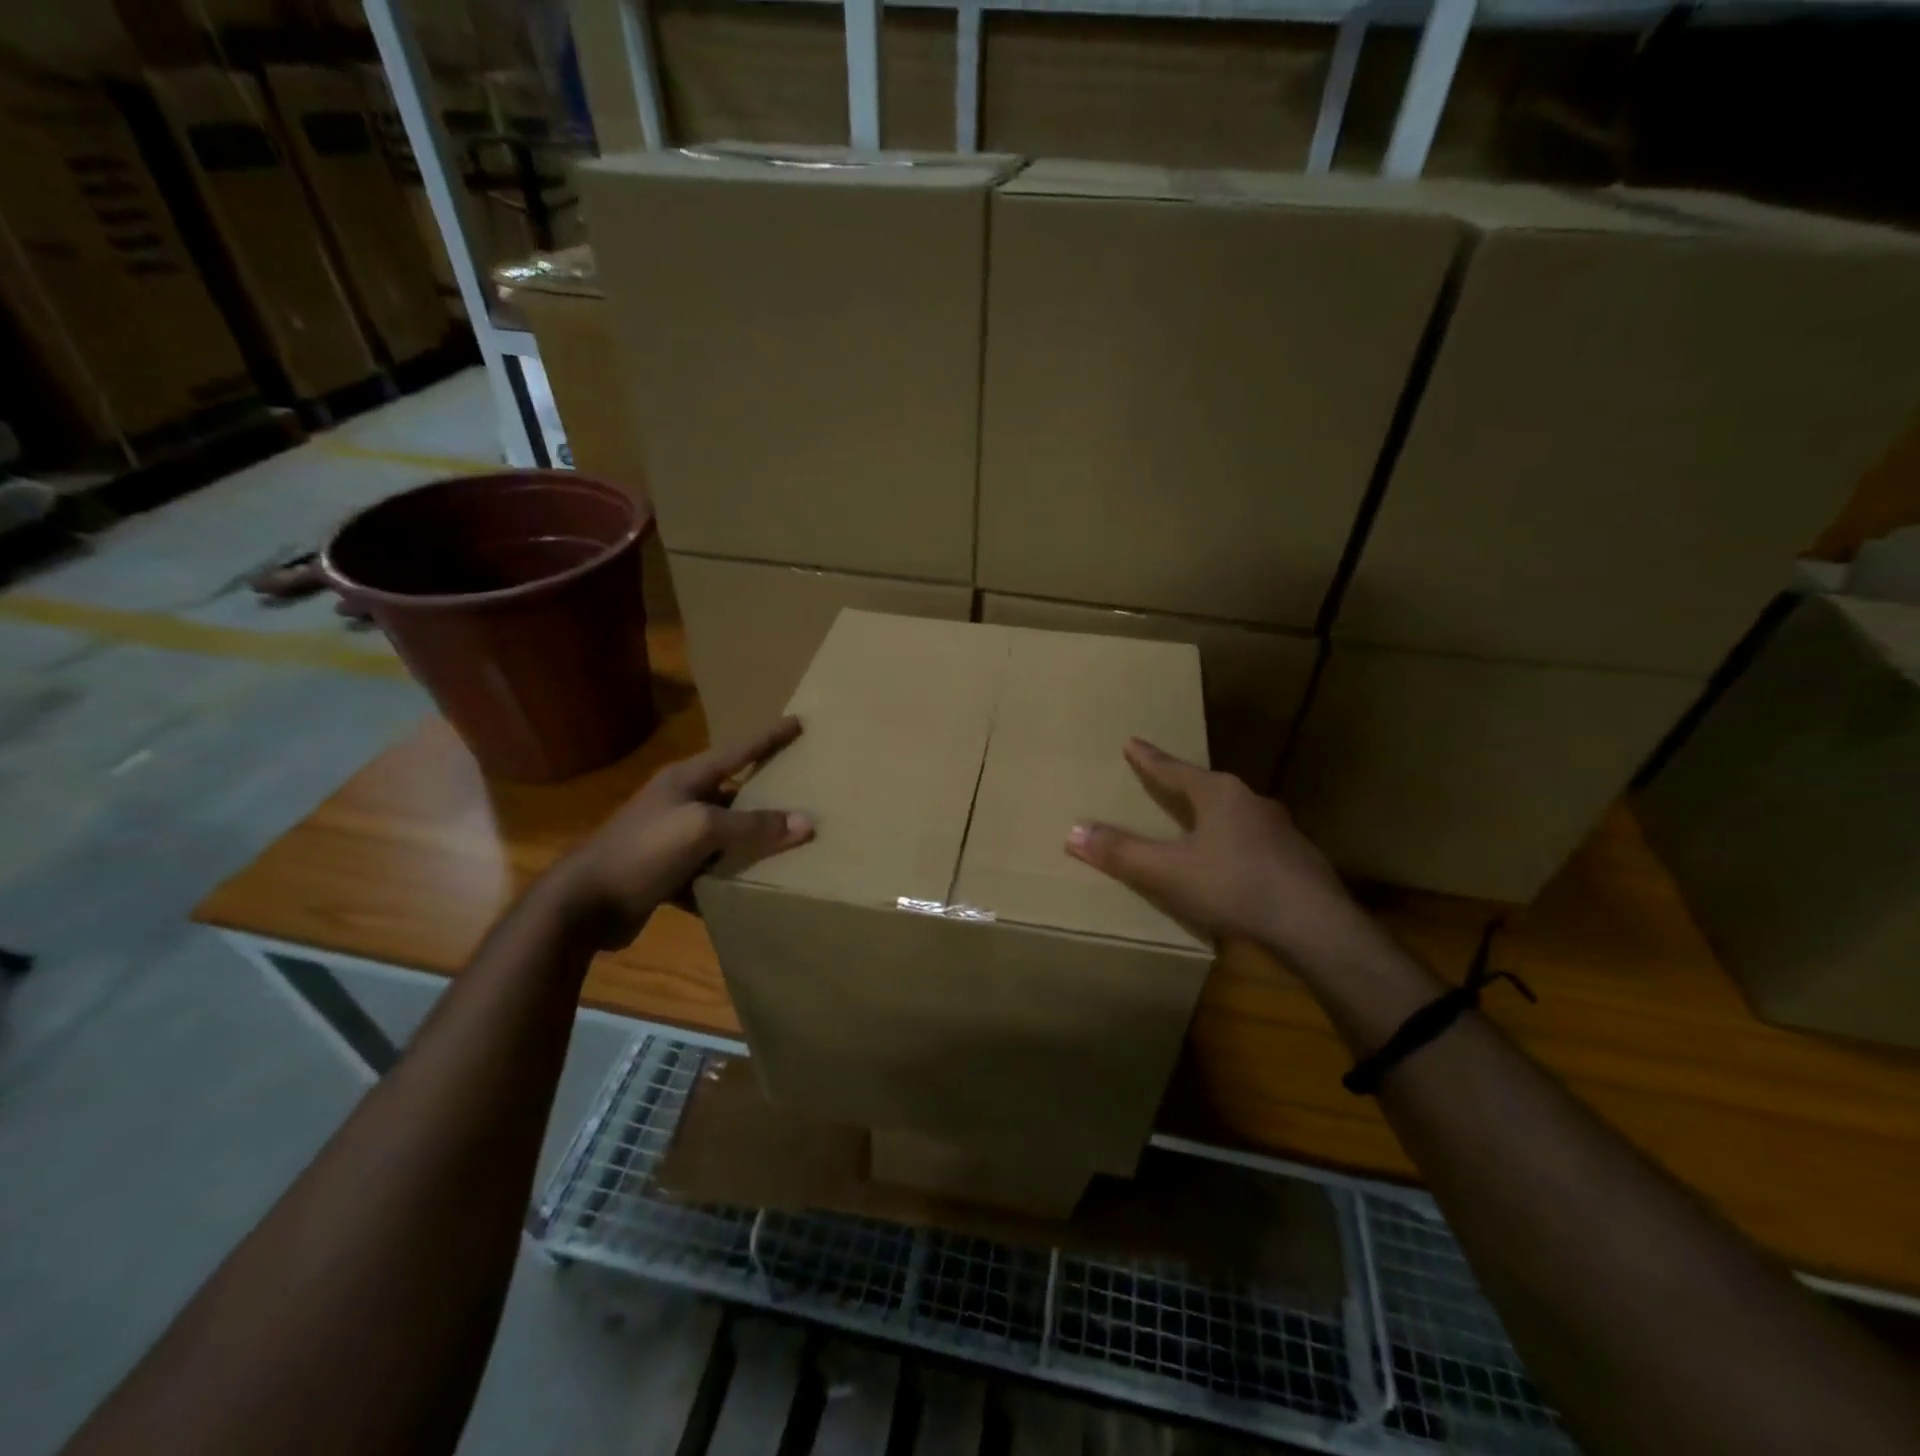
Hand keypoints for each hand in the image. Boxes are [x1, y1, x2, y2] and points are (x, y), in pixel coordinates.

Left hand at [550, 717, 814, 949]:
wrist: (585, 904)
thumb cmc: (643, 851)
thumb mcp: (702, 830)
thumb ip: (753, 825)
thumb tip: (806, 822)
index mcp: (686, 780)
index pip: (738, 751)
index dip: (769, 737)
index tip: (798, 722)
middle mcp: (680, 803)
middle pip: (734, 793)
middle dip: (767, 795)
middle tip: (803, 791)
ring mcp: (671, 838)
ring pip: (724, 835)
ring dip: (751, 842)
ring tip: (789, 844)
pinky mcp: (667, 872)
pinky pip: (710, 870)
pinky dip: (728, 877)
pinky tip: (751, 887)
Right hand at [1064, 738, 1372, 969]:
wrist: (1315, 925)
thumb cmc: (1234, 887)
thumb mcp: (1168, 872)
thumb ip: (1122, 853)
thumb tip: (1073, 832)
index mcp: (1218, 795)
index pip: (1173, 770)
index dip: (1148, 759)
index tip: (1132, 742)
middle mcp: (1250, 801)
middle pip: (1207, 787)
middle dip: (1183, 785)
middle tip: (1163, 782)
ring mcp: (1279, 829)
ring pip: (1235, 813)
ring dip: (1212, 815)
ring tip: (1197, 823)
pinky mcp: (1297, 857)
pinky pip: (1254, 840)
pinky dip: (1235, 843)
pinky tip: (1233, 863)